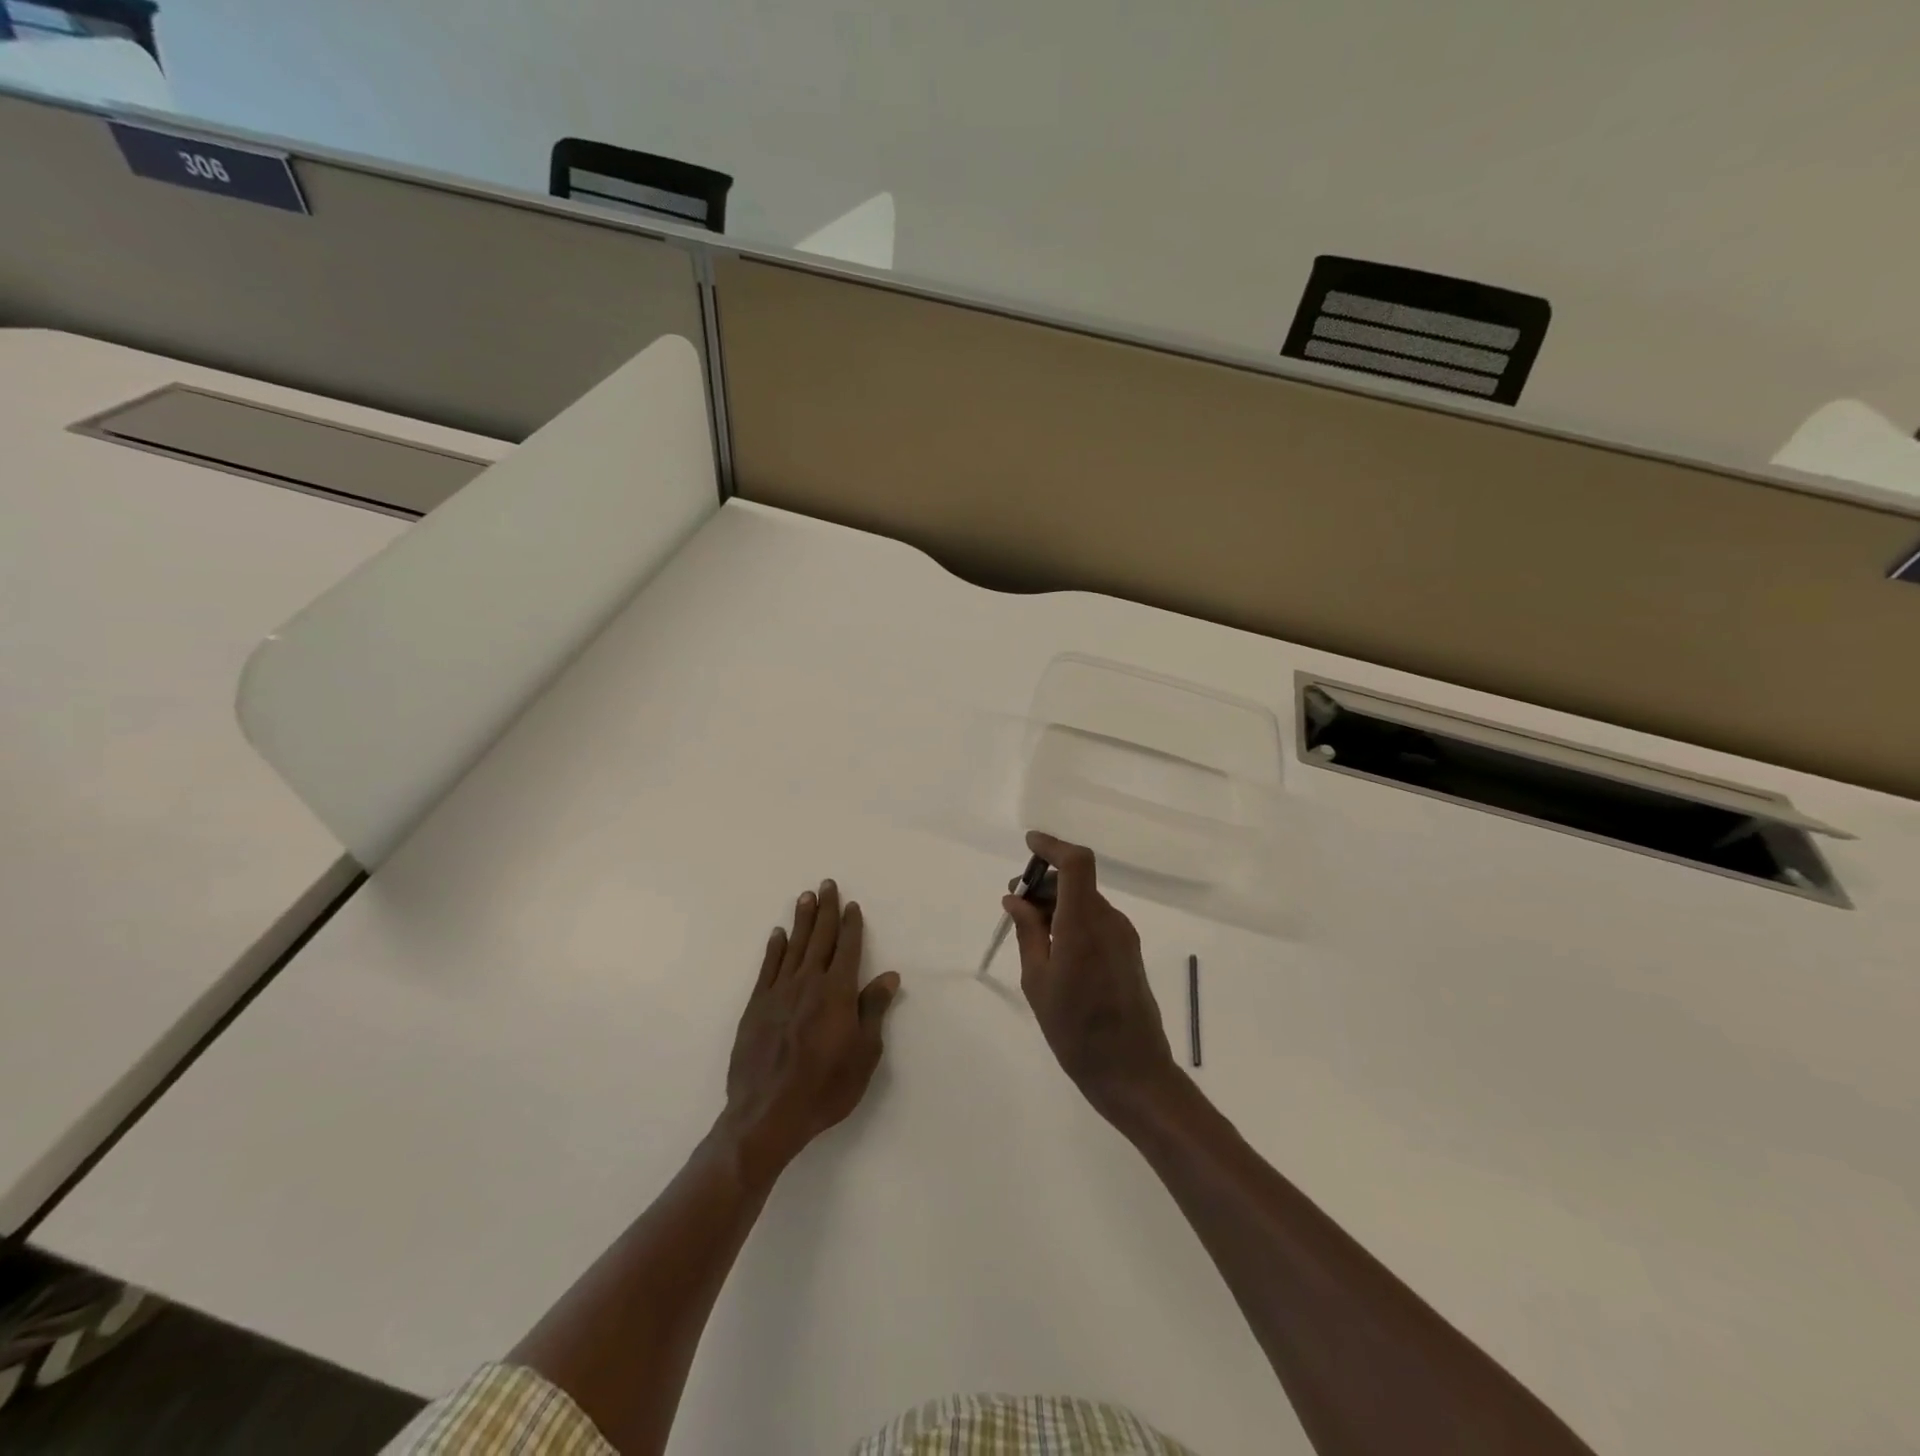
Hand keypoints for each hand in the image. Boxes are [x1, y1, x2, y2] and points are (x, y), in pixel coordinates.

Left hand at [721, 880, 900, 1173]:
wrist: (767, 1114)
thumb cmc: (825, 1088)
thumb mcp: (864, 1054)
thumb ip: (873, 1010)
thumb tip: (889, 976)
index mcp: (838, 992)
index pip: (848, 948)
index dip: (851, 925)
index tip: (851, 904)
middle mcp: (808, 983)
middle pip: (819, 938)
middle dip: (825, 910)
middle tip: (826, 884)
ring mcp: (779, 993)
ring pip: (793, 946)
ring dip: (801, 920)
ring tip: (804, 897)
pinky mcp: (757, 1006)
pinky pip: (768, 968)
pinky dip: (774, 948)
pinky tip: (778, 934)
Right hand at [1005, 832, 1177, 1116]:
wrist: (1131, 1072)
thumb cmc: (1075, 1030)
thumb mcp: (1038, 982)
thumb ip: (1028, 933)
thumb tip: (1015, 899)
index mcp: (1084, 924)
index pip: (1076, 863)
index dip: (1052, 846)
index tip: (1028, 846)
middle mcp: (1109, 921)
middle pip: (1077, 881)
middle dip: (1043, 883)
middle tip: (1014, 905)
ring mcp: (1123, 936)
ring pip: (1085, 901)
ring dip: (1056, 904)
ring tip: (1028, 932)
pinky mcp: (1129, 951)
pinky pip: (1096, 920)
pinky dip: (1071, 920)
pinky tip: (1053, 949)